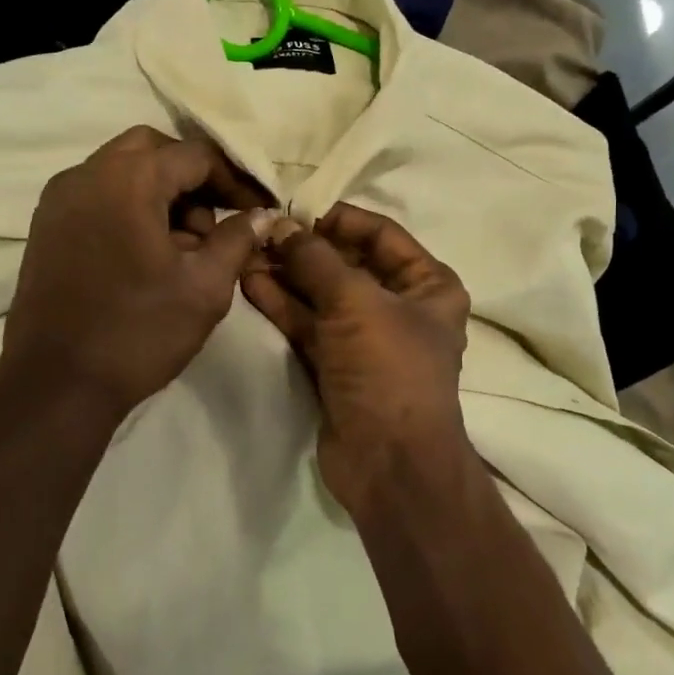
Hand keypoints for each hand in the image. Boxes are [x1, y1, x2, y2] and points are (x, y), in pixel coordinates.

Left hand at [2, 126, 272, 418]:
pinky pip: (97, 195)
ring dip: (160, 191)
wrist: (56, 384)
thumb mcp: (204, 287)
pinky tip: (148, 253)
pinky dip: (129, 206)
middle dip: (191, 177)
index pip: (194, 156)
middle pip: (152, 150)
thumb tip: (262, 214)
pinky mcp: (46, 225)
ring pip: (121, 170)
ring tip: (185, 246)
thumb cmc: (137, 332)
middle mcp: (86, 174)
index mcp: (127, 179)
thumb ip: (237, 239)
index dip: (234, 180)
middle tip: (217, 219)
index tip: (257, 210)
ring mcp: (59, 199)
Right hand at [242, 204, 477, 515]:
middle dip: (303, 249)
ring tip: (245, 254)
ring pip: (321, 295)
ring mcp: (365, 337)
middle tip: (260, 233)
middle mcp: (400, 306)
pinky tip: (249, 283)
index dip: (338, 220)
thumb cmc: (388, 368)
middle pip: (346, 264)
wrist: (389, 462)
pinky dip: (282, 305)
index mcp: (428, 285)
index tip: (294, 211)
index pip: (381, 234)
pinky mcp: (336, 364)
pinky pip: (307, 324)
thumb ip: (315, 259)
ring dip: (286, 275)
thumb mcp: (355, 302)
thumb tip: (279, 224)